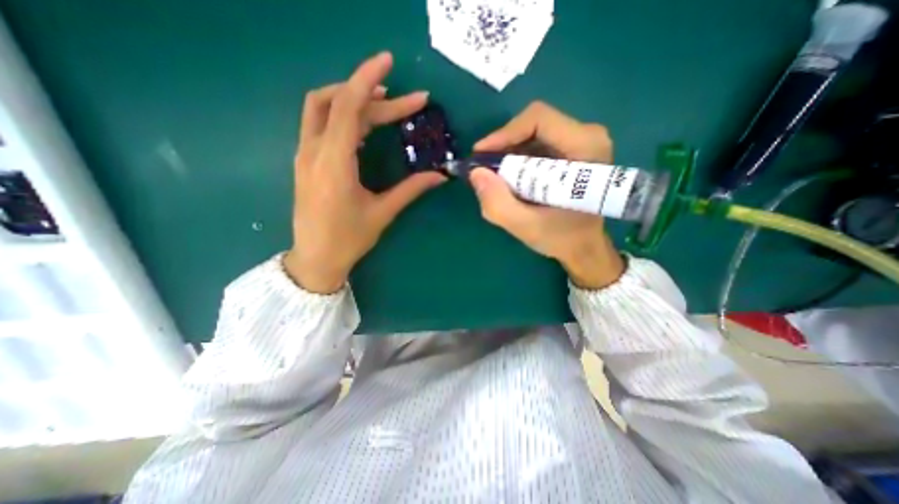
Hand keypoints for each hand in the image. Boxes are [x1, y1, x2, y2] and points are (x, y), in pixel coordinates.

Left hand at [284, 54, 445, 292]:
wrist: (315, 258)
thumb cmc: (348, 239)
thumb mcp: (382, 213)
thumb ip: (410, 189)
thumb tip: (439, 176)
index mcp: (333, 163)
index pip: (347, 107)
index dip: (367, 80)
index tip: (389, 61)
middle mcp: (313, 151)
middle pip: (339, 104)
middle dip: (374, 97)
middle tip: (407, 102)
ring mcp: (305, 155)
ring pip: (323, 109)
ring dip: (353, 100)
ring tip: (386, 105)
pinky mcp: (306, 161)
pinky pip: (321, 125)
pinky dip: (343, 116)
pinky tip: (365, 125)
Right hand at [472, 100, 627, 287]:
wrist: (584, 246)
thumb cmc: (563, 237)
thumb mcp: (526, 227)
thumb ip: (498, 204)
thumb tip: (476, 173)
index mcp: (586, 148)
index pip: (538, 120)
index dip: (504, 134)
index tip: (481, 156)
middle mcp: (586, 136)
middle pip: (532, 125)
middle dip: (503, 148)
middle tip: (485, 172)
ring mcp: (579, 142)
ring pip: (531, 134)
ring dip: (508, 156)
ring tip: (497, 181)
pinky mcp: (569, 151)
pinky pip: (534, 145)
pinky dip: (516, 161)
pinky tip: (510, 182)